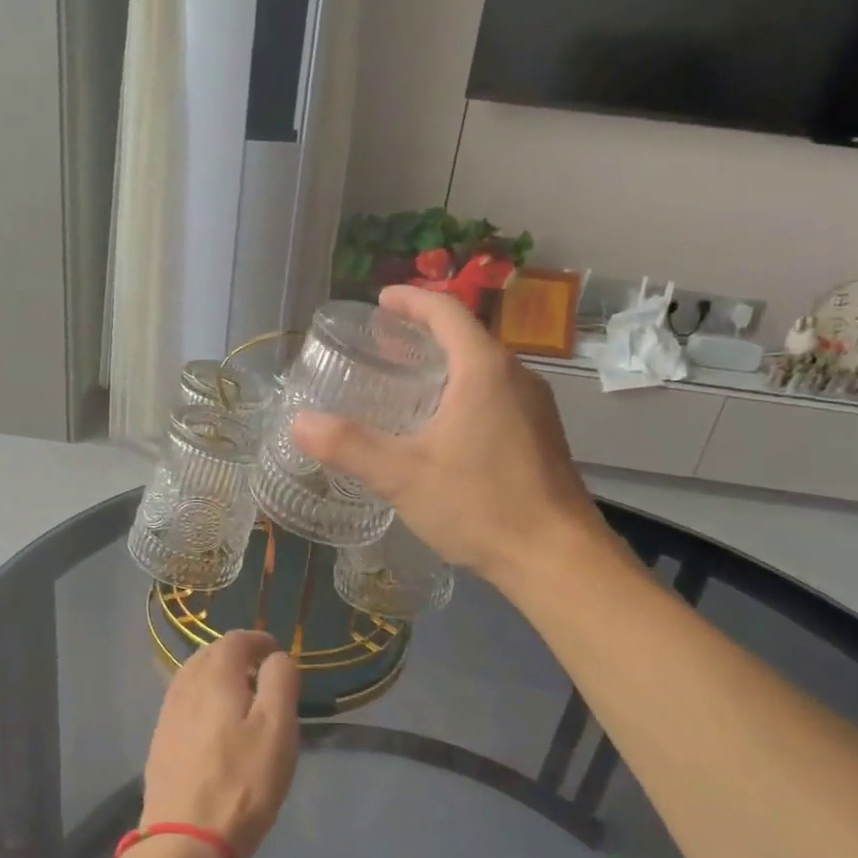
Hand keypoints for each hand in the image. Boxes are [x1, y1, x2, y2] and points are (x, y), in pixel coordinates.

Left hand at [140, 631, 300, 857]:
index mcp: (215, 678)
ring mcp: (167, 717)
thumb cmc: (242, 782)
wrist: (185, 840)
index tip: (276, 653)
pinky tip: (212, 723)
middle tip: (260, 671)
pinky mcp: (160, 744)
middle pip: (208, 655)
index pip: (234, 640)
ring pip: (192, 679)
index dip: (258, 640)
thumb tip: (276, 658)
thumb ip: (280, 683)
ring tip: (239, 695)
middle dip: (235, 655)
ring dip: (216, 677)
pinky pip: (182, 704)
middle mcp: (185, 689)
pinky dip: (201, 699)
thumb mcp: (277, 729)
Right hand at [292, 285, 614, 589]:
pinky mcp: (541, 438)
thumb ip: (350, 446)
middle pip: (467, 337)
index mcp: (484, 370)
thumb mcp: (403, 475)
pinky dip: (464, 393)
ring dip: (446, 366)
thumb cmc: (480, 505)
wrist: (556, 557)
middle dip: (425, 334)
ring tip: (407, 384)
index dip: (412, 300)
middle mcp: (517, 377)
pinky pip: (496, 397)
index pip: (446, 312)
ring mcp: (535, 408)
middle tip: (384, 346)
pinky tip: (443, 428)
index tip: (381, 301)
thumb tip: (300, 422)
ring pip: (483, 370)